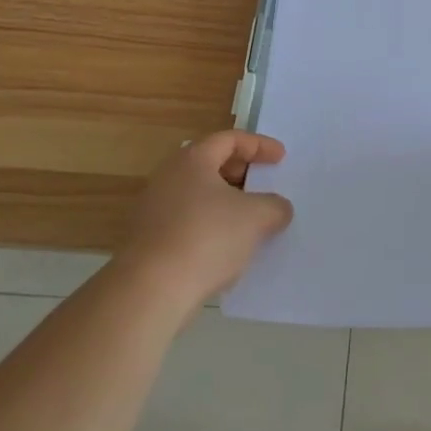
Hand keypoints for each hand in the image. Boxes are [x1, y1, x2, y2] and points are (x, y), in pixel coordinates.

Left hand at [124, 131, 293, 318]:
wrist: (149, 292)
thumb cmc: (207, 238)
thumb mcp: (256, 217)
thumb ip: (275, 206)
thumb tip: (278, 208)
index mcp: (193, 160)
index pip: (230, 139)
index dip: (259, 145)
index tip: (281, 158)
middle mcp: (168, 177)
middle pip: (211, 164)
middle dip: (242, 173)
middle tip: (264, 185)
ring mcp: (154, 210)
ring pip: (198, 196)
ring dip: (226, 203)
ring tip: (251, 221)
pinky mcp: (148, 241)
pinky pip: (187, 222)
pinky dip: (211, 227)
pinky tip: (227, 248)